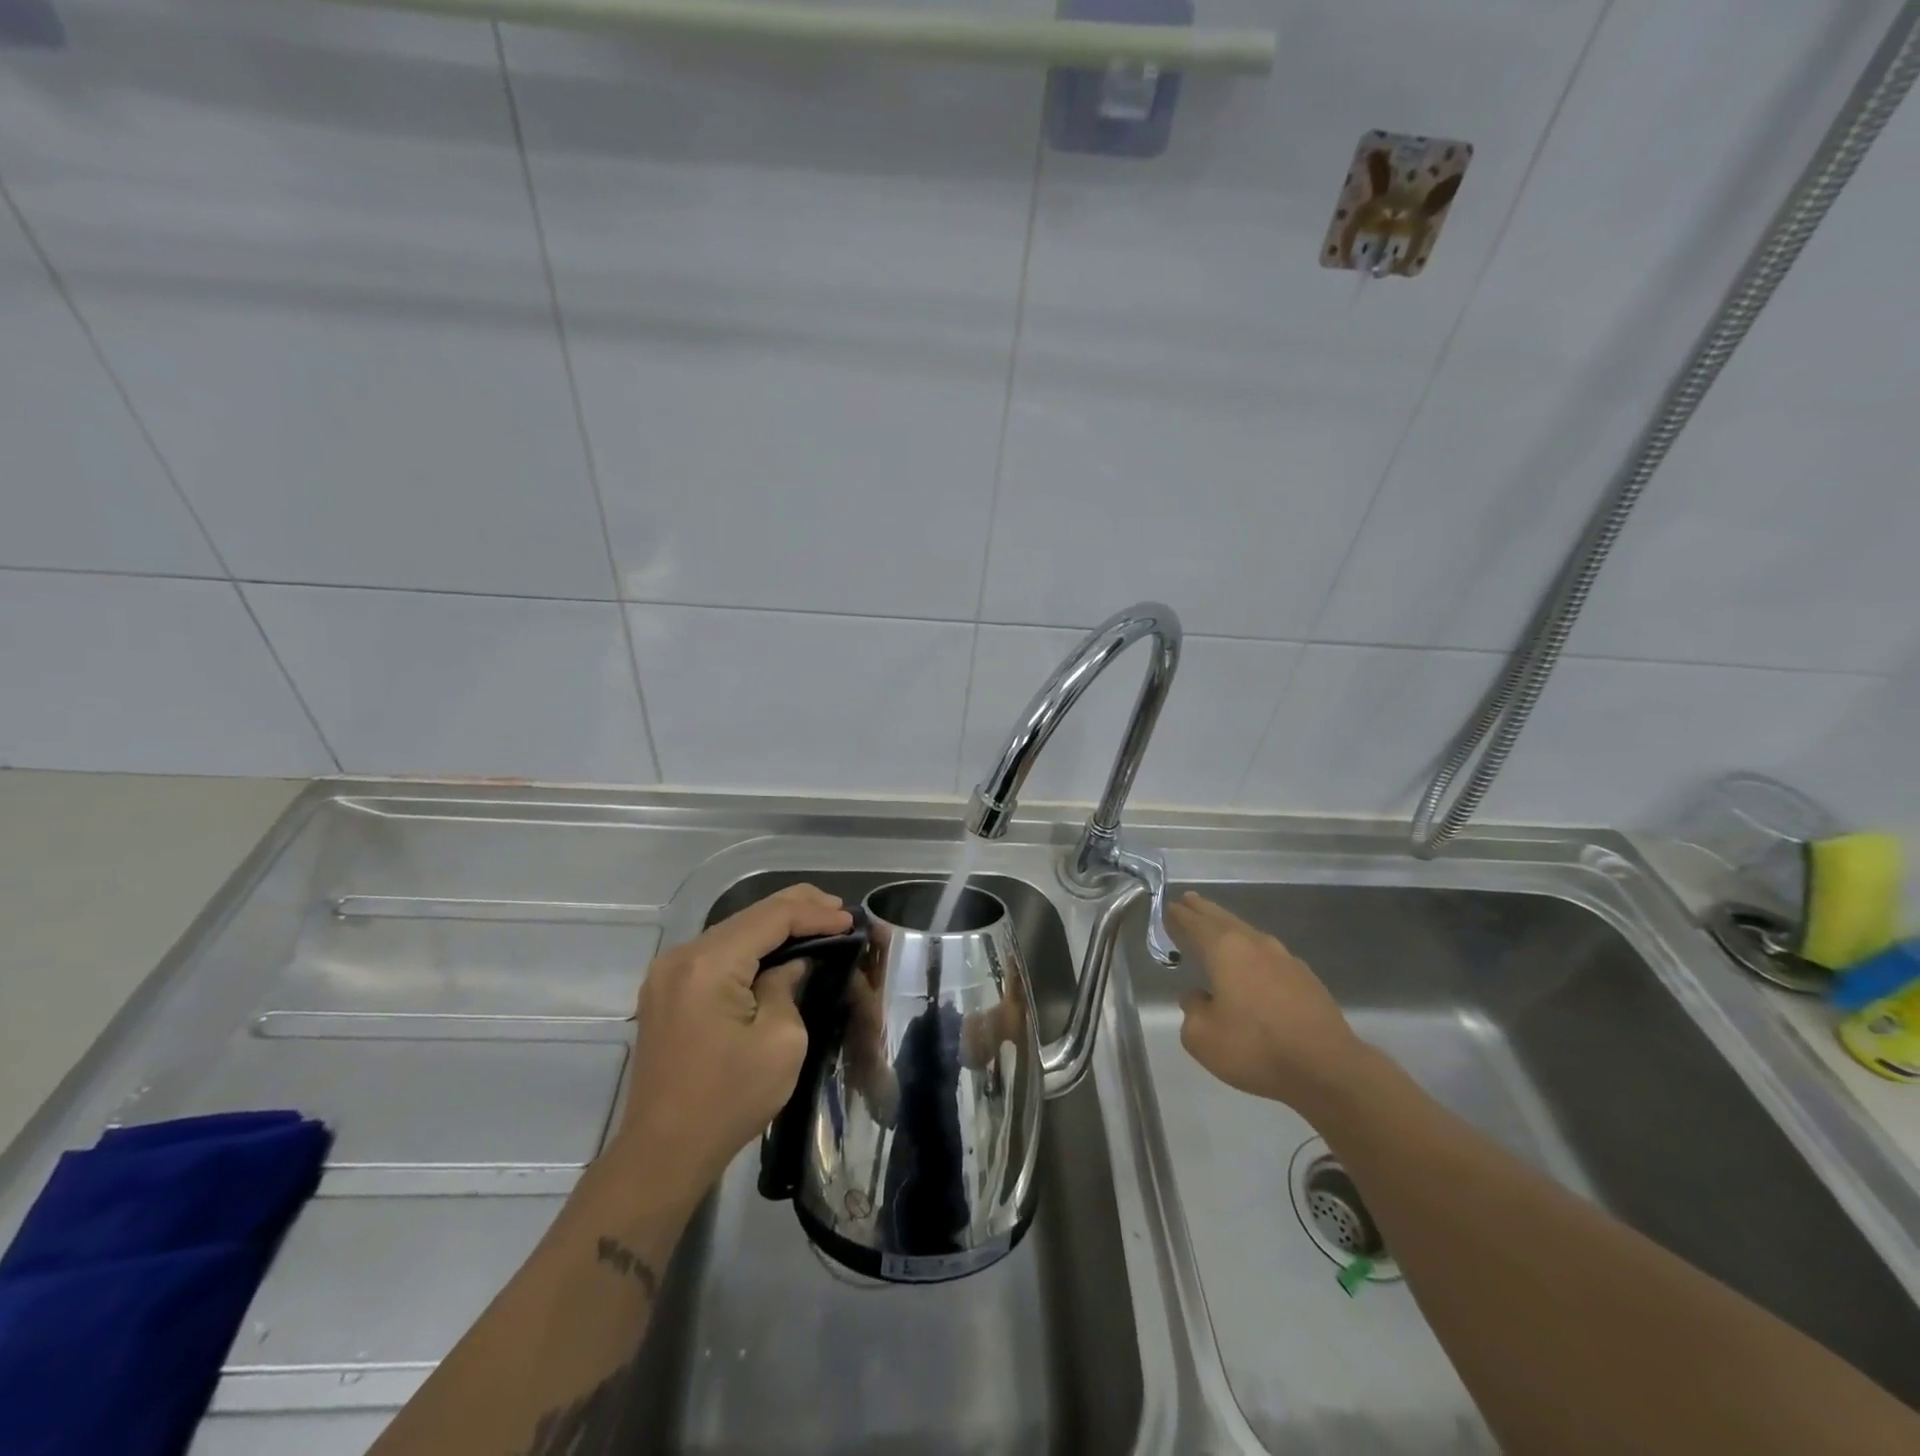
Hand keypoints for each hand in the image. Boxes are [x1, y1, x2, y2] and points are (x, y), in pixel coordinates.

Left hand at [612, 884, 852, 1197]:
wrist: (663, 1153)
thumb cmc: (729, 1100)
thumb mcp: (781, 1041)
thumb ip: (788, 986)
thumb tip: (792, 964)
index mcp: (709, 964)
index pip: (771, 918)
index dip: (814, 914)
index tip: (851, 921)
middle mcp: (682, 955)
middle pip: (749, 916)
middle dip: (797, 909)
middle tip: (839, 911)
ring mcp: (668, 972)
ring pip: (733, 930)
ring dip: (775, 926)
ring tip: (818, 922)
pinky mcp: (667, 990)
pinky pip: (718, 952)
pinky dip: (752, 946)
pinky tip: (778, 948)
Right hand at [1168, 892, 1367, 1114]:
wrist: (1328, 1069)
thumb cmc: (1256, 1048)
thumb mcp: (1202, 1037)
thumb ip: (1192, 1010)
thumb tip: (1199, 997)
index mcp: (1224, 949)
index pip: (1193, 923)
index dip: (1178, 916)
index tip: (1168, 908)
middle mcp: (1254, 944)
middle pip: (1221, 918)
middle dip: (1202, 910)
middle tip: (1188, 900)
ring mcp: (1284, 958)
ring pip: (1247, 933)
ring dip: (1228, 927)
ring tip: (1216, 928)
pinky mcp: (1305, 977)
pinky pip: (1268, 954)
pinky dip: (1251, 951)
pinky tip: (1252, 964)